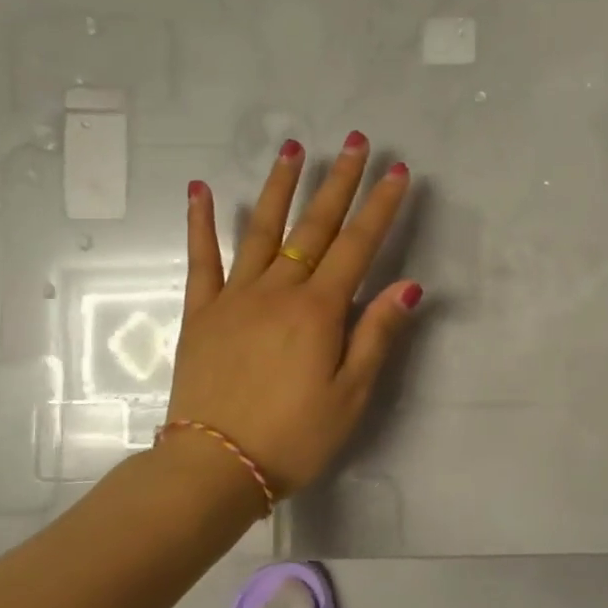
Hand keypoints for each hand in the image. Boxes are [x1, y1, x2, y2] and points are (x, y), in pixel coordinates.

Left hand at [165, 133, 419, 496]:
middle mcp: (277, 291)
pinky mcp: (201, 312)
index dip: (381, 207)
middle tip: (355, 142)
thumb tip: (407, 285)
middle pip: (314, 227)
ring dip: (280, 187)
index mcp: (319, 311)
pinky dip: (200, 223)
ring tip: (293, 148)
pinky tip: (200, 189)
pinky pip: (201, 259)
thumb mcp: (351, 394)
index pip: (358, 246)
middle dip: (339, 182)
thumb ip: (376, 334)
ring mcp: (234, 297)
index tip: (397, 172)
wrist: (215, 466)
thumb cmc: (295, 437)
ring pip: (261, 230)